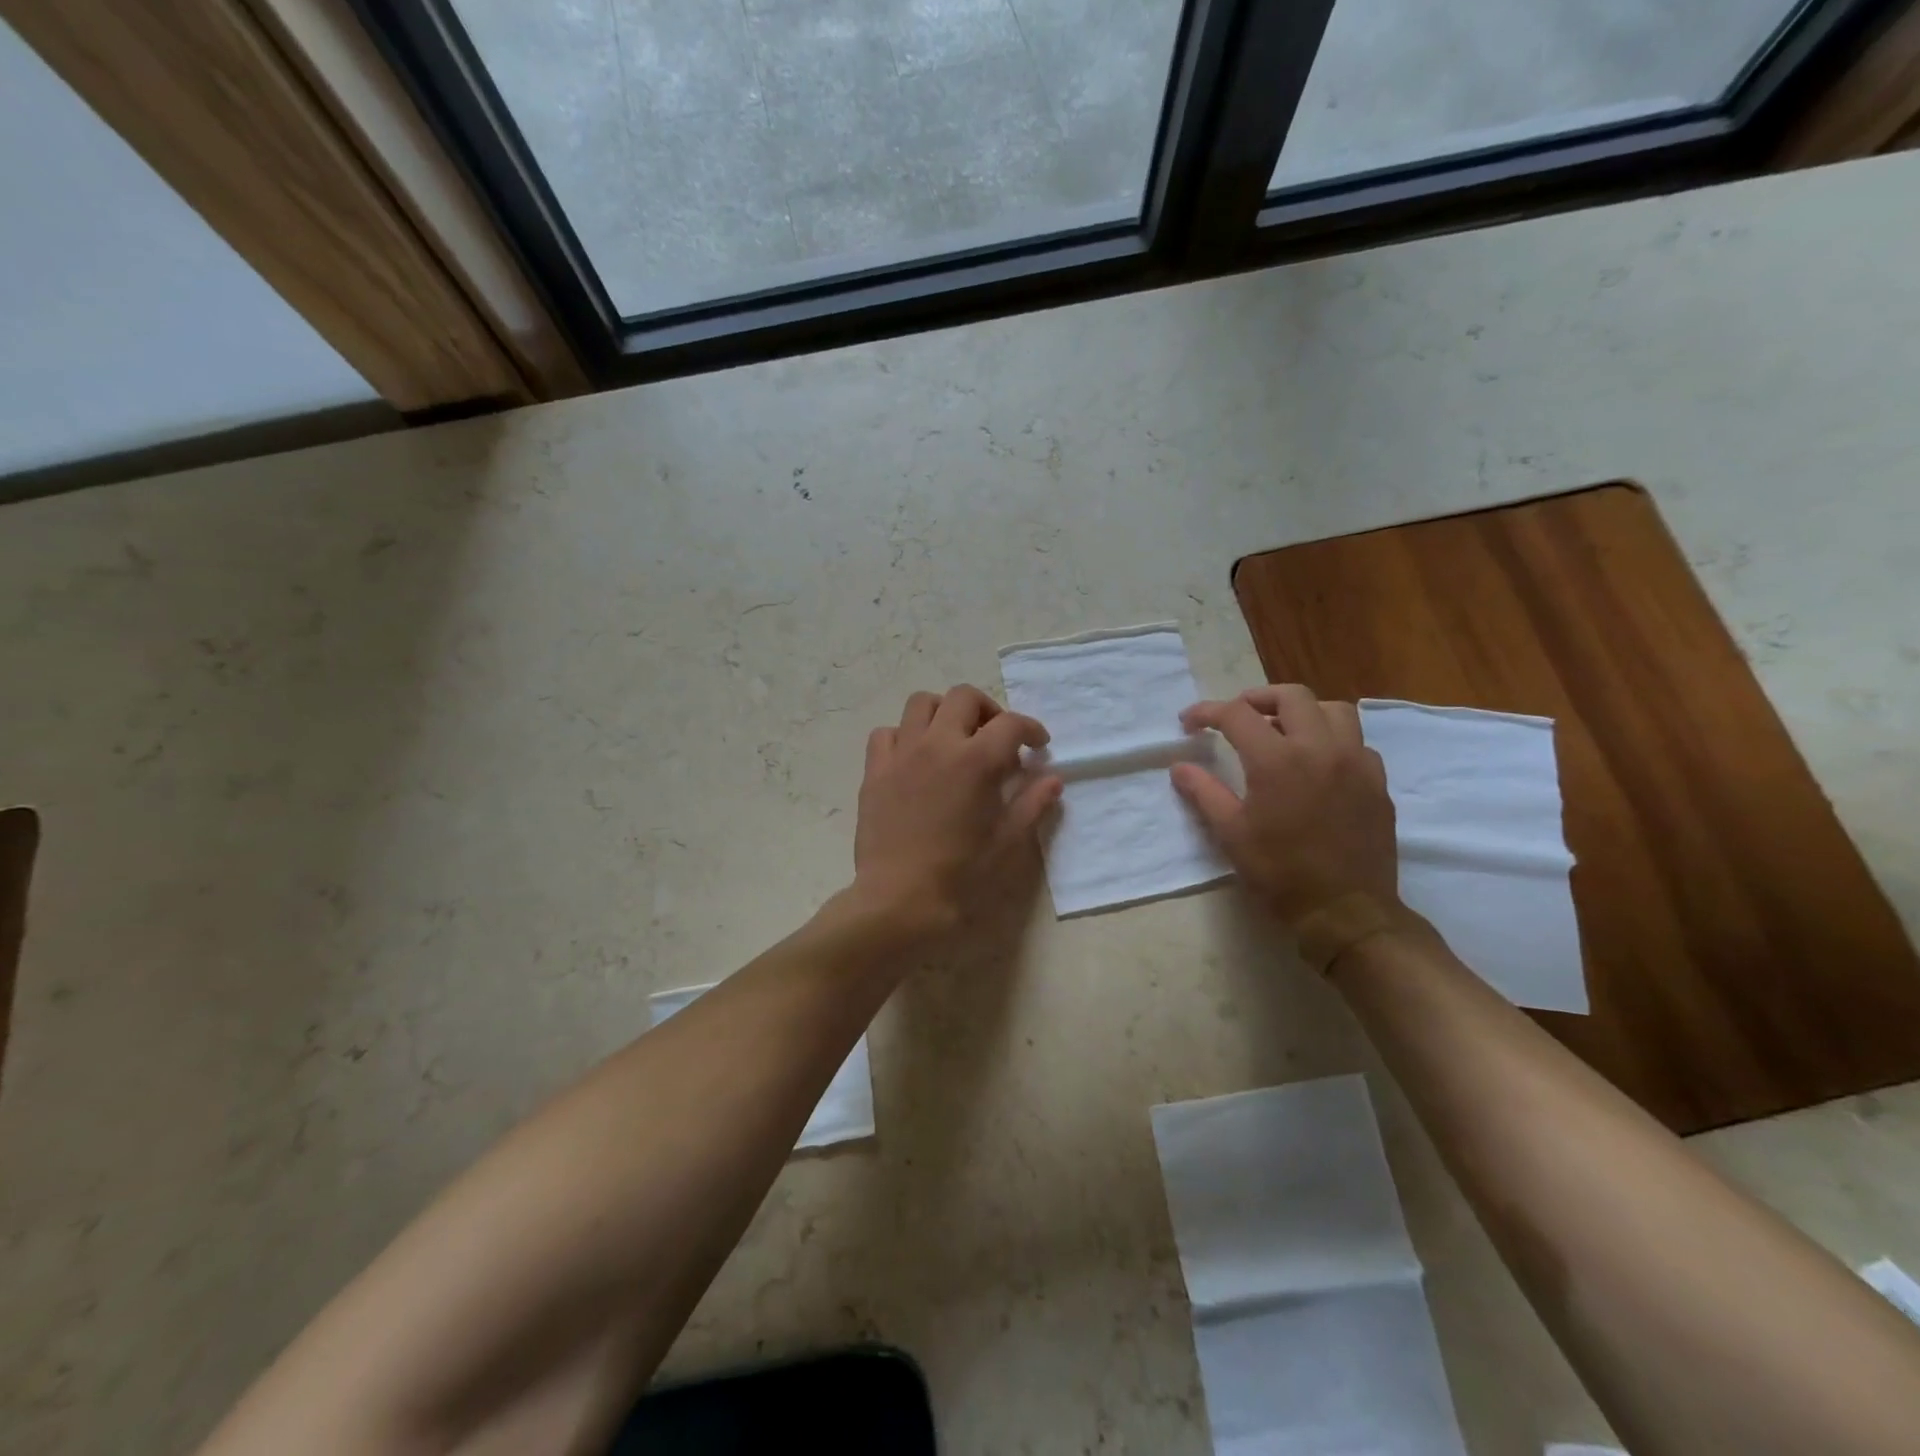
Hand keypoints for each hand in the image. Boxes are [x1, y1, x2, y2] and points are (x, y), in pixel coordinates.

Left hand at [850, 686, 1061, 938]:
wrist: (900, 899)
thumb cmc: (960, 874)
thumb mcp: (1007, 842)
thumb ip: (1032, 803)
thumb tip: (1053, 779)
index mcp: (976, 761)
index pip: (1010, 724)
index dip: (1030, 728)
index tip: (1038, 745)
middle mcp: (937, 744)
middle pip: (964, 697)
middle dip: (988, 710)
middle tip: (996, 738)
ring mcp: (901, 754)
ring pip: (921, 703)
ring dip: (944, 712)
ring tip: (954, 739)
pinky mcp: (874, 771)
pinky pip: (887, 733)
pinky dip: (905, 735)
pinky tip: (915, 758)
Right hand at [1171, 686, 1399, 926]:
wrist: (1345, 911)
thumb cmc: (1280, 873)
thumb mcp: (1231, 834)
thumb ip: (1204, 792)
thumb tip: (1179, 767)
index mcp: (1277, 760)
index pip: (1237, 714)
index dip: (1207, 712)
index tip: (1190, 722)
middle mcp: (1320, 748)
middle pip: (1291, 696)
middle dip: (1257, 698)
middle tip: (1237, 716)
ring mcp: (1355, 762)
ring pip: (1333, 709)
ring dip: (1302, 711)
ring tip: (1282, 730)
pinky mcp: (1377, 781)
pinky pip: (1356, 741)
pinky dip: (1332, 739)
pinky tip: (1317, 762)